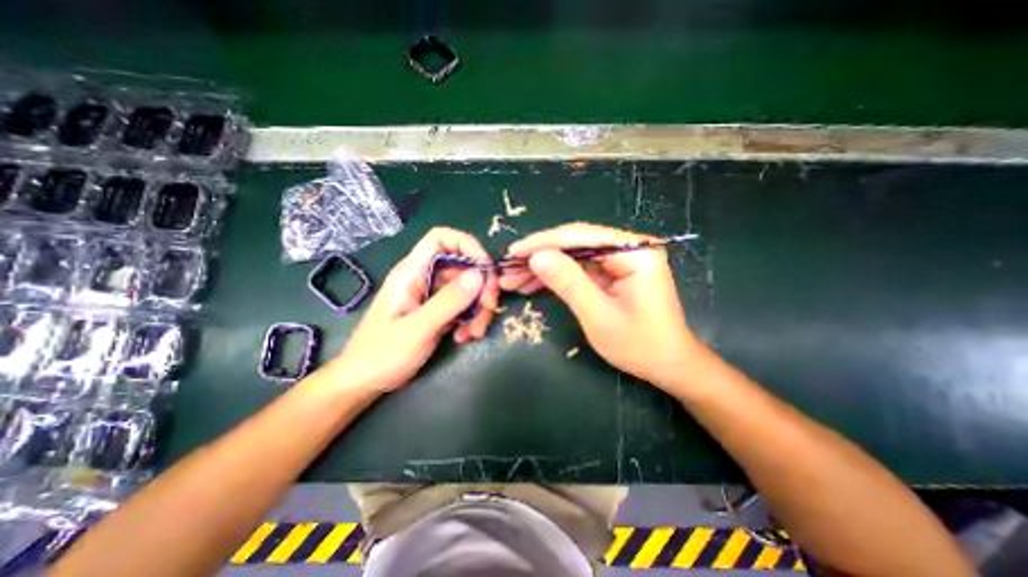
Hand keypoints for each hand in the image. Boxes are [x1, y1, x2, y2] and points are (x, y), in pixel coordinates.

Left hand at [327, 227, 499, 393]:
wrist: (364, 382)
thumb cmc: (382, 354)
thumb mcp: (418, 328)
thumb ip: (449, 301)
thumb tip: (479, 274)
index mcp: (412, 272)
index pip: (441, 239)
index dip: (467, 245)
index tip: (486, 268)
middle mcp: (425, 278)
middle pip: (463, 266)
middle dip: (481, 285)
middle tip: (489, 307)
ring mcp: (433, 296)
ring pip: (468, 288)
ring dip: (479, 308)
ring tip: (474, 332)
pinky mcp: (439, 312)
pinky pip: (464, 306)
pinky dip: (471, 319)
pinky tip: (465, 337)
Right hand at [502, 223, 702, 389]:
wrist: (668, 365)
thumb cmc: (640, 345)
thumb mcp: (599, 316)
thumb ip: (568, 283)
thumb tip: (536, 256)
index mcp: (634, 251)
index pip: (580, 236)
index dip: (543, 243)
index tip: (513, 253)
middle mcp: (629, 247)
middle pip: (575, 243)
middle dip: (540, 256)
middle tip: (509, 269)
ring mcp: (621, 260)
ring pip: (573, 256)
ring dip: (544, 268)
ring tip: (514, 280)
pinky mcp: (613, 272)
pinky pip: (579, 269)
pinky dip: (556, 277)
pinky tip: (533, 285)